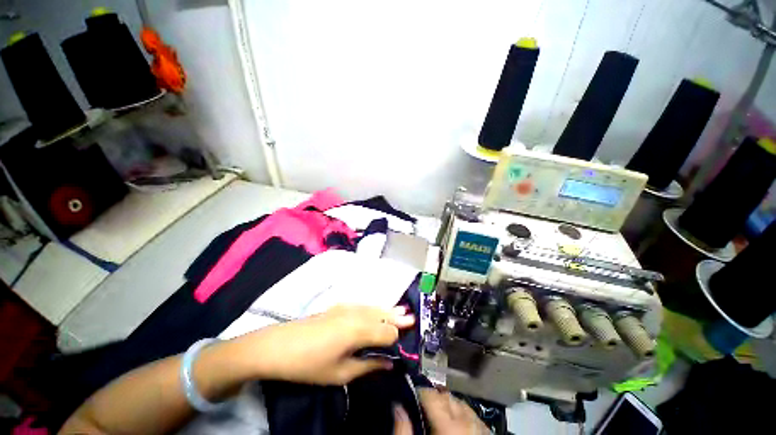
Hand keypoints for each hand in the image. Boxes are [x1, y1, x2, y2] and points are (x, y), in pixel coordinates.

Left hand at [241, 305, 414, 384]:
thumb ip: (368, 366)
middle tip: (413, 319)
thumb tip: (389, 364)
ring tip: (403, 311)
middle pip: (384, 314)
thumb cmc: (309, 364)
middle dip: (399, 318)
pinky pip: (365, 305)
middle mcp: (357, 313)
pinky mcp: (340, 306)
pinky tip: (379, 311)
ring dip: (389, 310)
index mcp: (359, 330)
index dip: (398, 338)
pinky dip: (376, 308)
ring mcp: (347, 307)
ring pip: (375, 307)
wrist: (279, 345)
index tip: (406, 345)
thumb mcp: (340, 373)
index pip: (388, 332)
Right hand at [393, 389, 489, 434]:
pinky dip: (463, 415)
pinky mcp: (487, 434)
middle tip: (423, 409)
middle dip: (434, 399)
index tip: (412, 396)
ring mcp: (480, 428)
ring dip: (449, 406)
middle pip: (447, 397)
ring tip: (439, 416)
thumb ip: (404, 431)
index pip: (432, 396)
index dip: (420, 393)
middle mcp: (467, 423)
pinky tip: (456, 425)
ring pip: (461, 404)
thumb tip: (398, 407)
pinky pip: (473, 415)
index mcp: (448, 428)